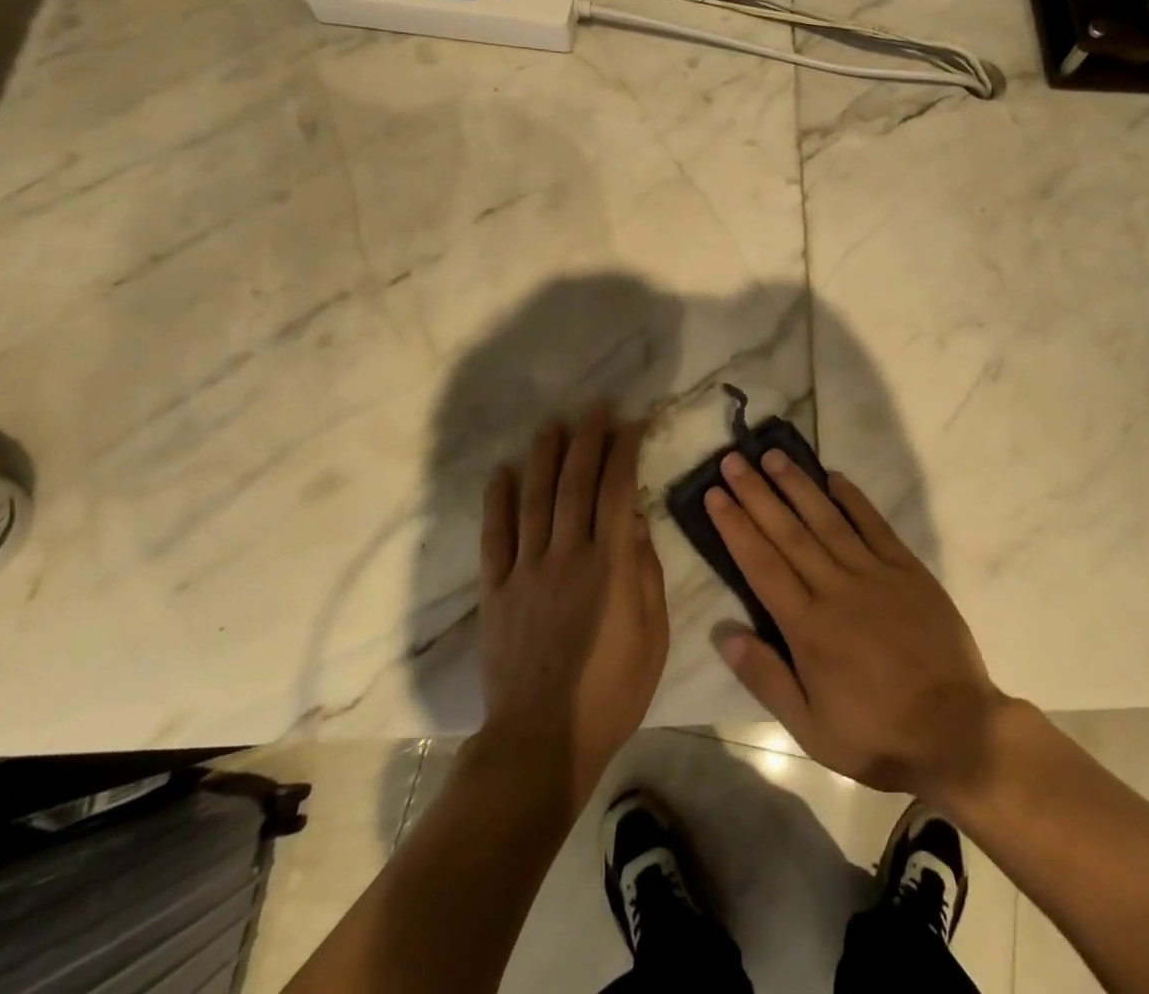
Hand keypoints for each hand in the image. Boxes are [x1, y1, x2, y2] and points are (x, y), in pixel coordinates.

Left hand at [477, 407, 667, 809]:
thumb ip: (646, 572)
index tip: (631, 423)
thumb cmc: (612, 692)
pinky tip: (502, 472)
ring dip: (545, 457)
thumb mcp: (653, 635)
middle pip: (576, 484)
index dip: (625, 452)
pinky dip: (497, 501)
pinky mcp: (496, 591)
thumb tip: (636, 519)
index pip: (619, 491)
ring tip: (553, 424)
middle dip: (588, 440)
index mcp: (610, 565)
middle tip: (595, 408)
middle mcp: (567, 555)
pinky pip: (495, 537)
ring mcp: (527, 571)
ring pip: (536, 499)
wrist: (543, 742)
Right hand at [706, 451, 1006, 804]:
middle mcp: (836, 588)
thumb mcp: (811, 729)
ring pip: (827, 519)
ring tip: (773, 456)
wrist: (958, 732)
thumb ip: (766, 678)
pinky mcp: (907, 570)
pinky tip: (834, 476)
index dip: (735, 526)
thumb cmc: (877, 736)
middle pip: (787, 532)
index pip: (761, 564)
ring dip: (797, 485)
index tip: (715, 495)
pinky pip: (875, 525)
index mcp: (808, 627)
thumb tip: (724, 634)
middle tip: (733, 461)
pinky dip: (853, 499)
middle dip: (756, 494)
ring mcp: (874, 574)